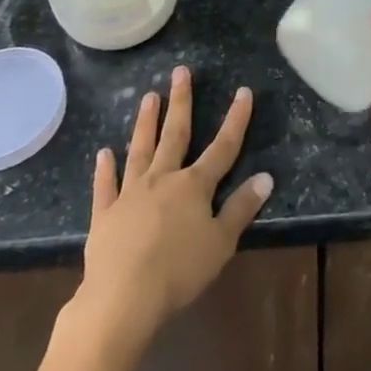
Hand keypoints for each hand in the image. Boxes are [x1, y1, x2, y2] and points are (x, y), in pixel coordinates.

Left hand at [78, 67, 272, 340]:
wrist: (122, 299)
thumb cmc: (179, 271)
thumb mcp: (221, 243)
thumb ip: (241, 208)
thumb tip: (266, 176)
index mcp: (194, 186)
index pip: (223, 147)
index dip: (236, 119)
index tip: (244, 91)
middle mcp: (163, 179)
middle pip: (175, 134)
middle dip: (181, 102)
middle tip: (180, 71)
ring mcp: (131, 194)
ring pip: (140, 150)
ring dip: (145, 123)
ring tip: (148, 96)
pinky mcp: (105, 215)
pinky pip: (106, 186)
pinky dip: (105, 169)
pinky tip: (104, 153)